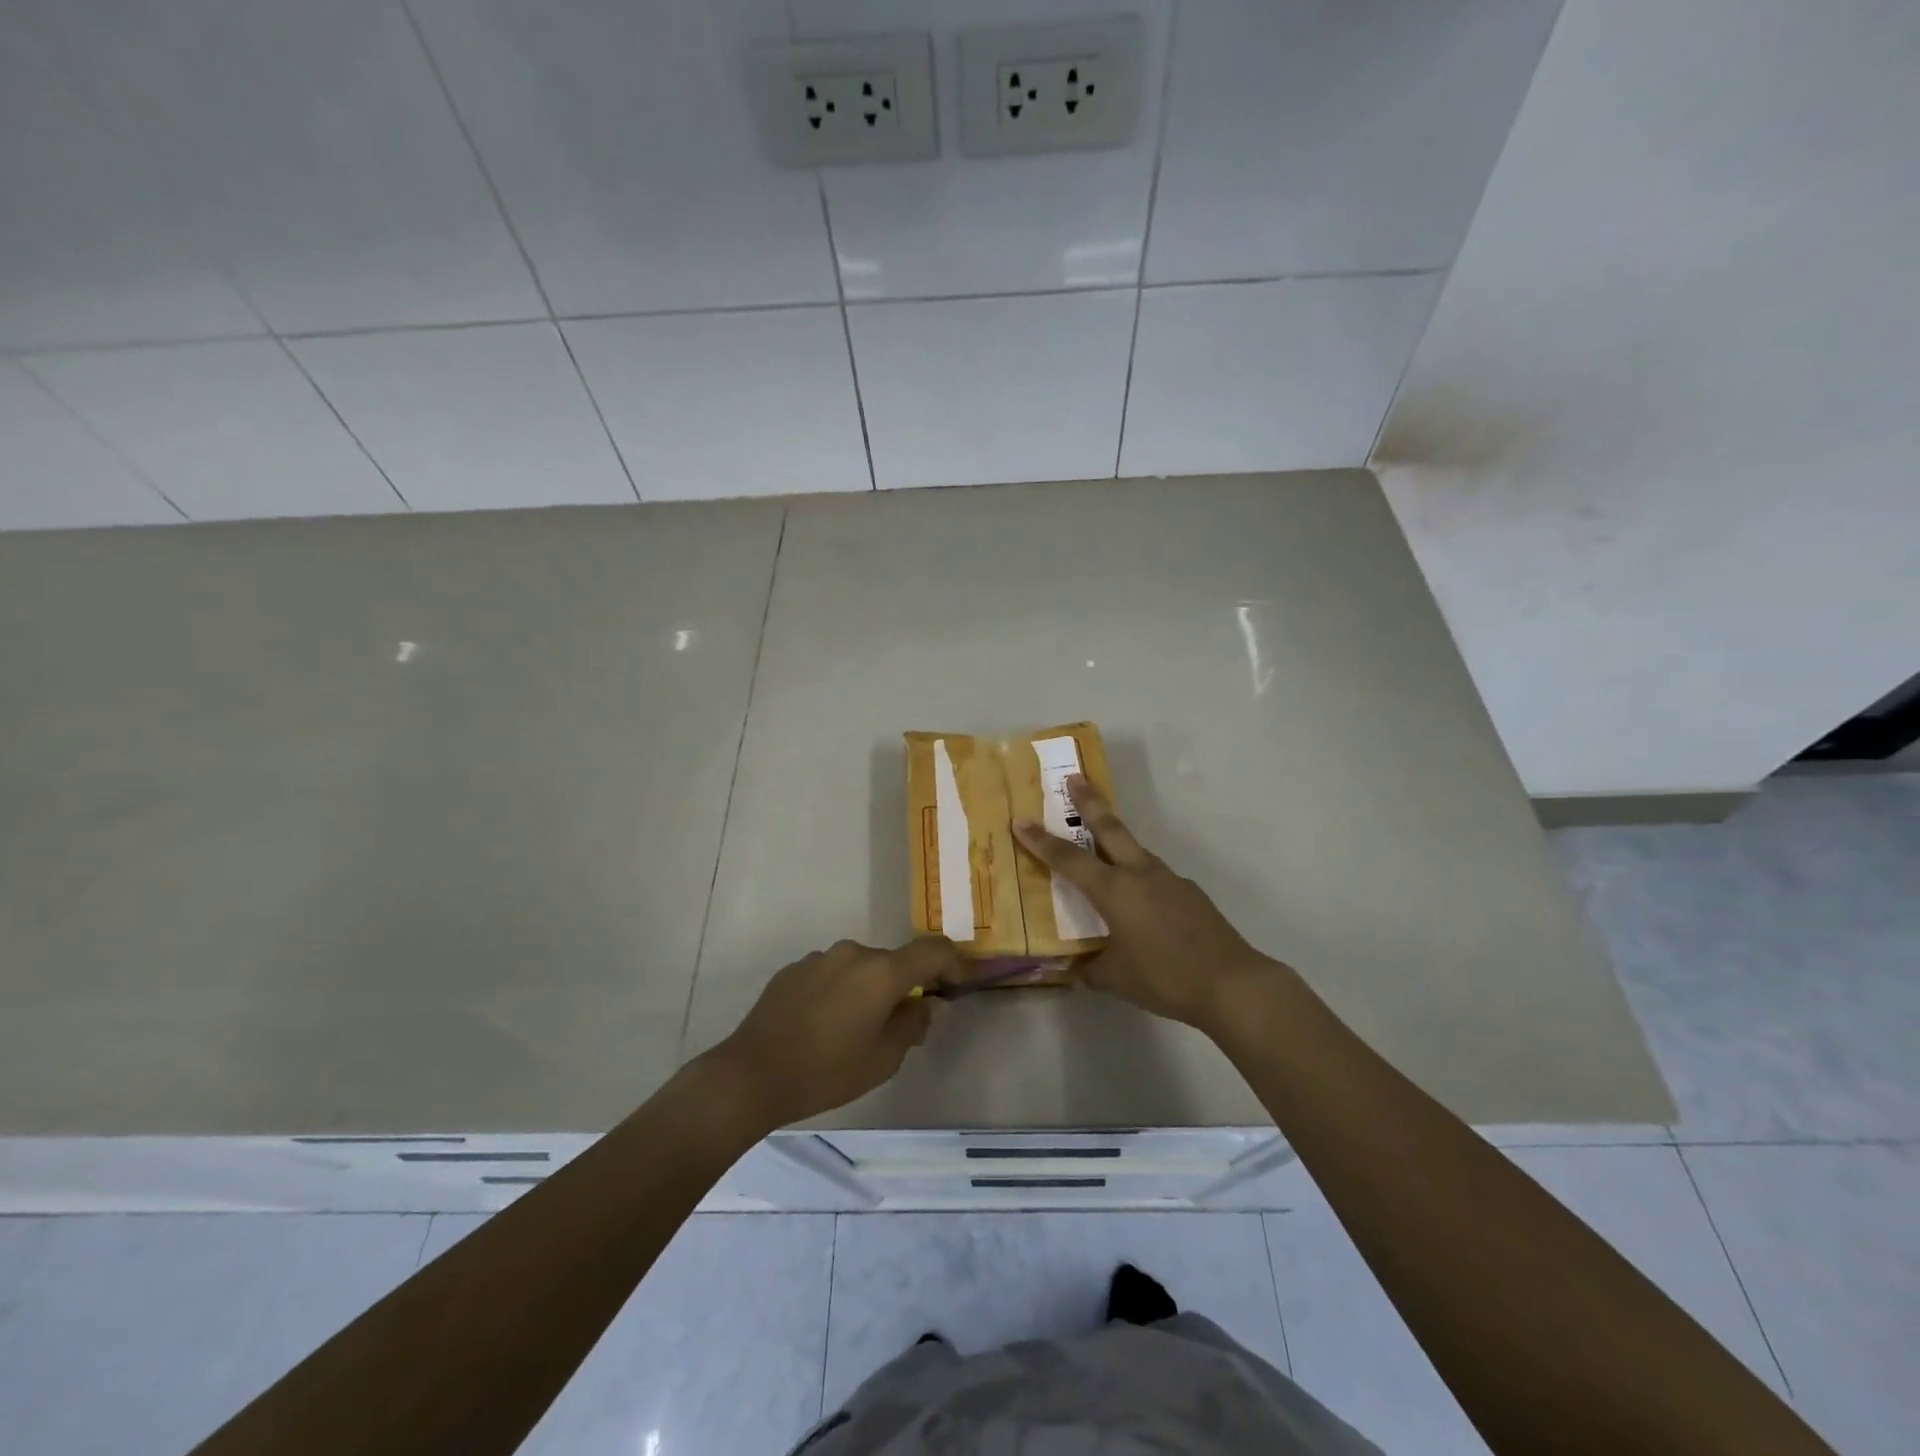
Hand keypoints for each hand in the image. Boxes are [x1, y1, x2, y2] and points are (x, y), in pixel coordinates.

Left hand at [708, 937, 960, 1128]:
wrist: (751, 1074)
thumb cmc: (826, 1071)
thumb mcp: (883, 1059)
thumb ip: (912, 1025)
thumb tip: (925, 1006)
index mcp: (881, 971)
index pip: (933, 950)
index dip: (954, 963)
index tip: (960, 985)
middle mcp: (853, 953)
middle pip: (894, 961)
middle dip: (905, 986)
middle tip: (904, 1023)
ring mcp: (820, 958)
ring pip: (860, 968)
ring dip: (870, 989)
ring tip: (857, 1029)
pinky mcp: (793, 970)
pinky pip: (831, 974)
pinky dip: (840, 992)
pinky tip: (824, 1026)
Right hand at [1014, 777, 1277, 1033]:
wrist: (1232, 983)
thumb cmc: (1166, 978)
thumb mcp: (1115, 979)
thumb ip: (1089, 968)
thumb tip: (1071, 967)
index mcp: (1115, 891)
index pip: (1068, 860)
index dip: (1041, 841)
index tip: (1020, 820)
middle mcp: (1140, 875)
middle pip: (1109, 828)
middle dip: (1089, 801)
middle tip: (1074, 777)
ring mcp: (1168, 880)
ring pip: (1134, 848)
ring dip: (1114, 835)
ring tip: (1100, 837)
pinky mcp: (1188, 892)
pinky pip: (1152, 873)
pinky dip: (1136, 872)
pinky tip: (1138, 896)